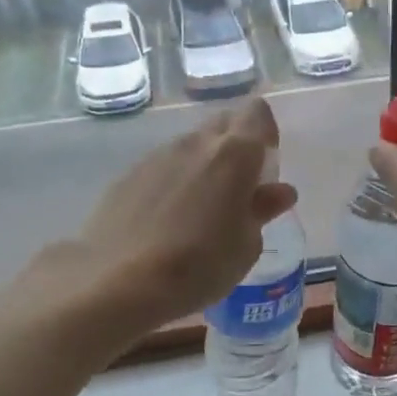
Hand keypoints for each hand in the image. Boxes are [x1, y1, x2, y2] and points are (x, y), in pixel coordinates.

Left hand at [53, 98, 298, 332]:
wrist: (118, 281)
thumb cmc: (199, 265)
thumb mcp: (246, 246)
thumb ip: (261, 211)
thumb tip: (277, 192)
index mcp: (234, 154)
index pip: (256, 114)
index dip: (265, 132)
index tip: (265, 165)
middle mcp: (195, 144)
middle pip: (223, 124)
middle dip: (236, 145)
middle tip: (239, 188)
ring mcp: (157, 157)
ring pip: (191, 146)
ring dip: (203, 166)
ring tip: (201, 210)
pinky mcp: (127, 176)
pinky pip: (162, 167)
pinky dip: (173, 183)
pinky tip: (168, 220)